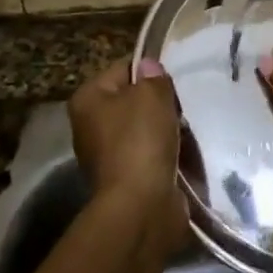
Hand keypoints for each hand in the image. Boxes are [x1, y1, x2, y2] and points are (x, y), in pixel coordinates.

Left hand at [70, 58, 186, 256]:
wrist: (140, 205)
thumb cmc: (140, 141)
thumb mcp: (152, 95)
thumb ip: (153, 76)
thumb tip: (149, 68)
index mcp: (87, 99)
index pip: (122, 69)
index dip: (150, 71)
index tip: (173, 82)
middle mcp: (89, 125)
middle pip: (132, 100)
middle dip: (159, 103)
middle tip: (181, 107)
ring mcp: (105, 155)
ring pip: (143, 128)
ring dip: (165, 129)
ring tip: (185, 130)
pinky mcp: (124, 178)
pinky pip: (149, 154)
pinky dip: (165, 153)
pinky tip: (182, 153)